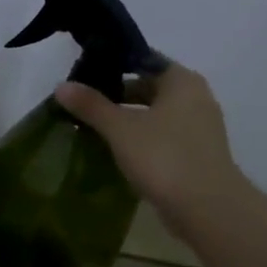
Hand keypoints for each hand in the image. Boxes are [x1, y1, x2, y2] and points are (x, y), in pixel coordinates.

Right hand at [54, 63, 245, 225]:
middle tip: (82, 103)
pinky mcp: (195, 153)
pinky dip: (139, 137)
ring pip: (154, 113)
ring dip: (126, 118)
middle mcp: (196, 98)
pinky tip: (114, 149)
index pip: (144, 60)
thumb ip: (91, 105)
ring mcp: (198, 127)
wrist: (205, 206)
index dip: (114, 65)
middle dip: (116, 95)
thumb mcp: (120, 128)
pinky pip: (161, 135)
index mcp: (182, 82)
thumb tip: (61, 86)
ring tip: (92, 127)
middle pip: (149, 87)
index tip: (84, 75)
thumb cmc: (163, 156)